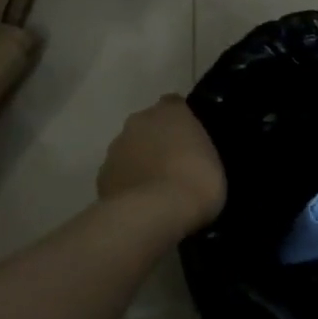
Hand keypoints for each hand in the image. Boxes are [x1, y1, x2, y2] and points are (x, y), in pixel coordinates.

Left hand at [98, 95, 226, 236]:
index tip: (190, 141)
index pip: (174, 105)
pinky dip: (127, 185)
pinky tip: (139, 205)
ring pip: (129, 150)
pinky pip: (118, 176)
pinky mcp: (102, 176)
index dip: (181, 123)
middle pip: (147, 127)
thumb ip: (200, 149)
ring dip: (139, 162)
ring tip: (156, 191)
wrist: (155, 212)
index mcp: (169, 111)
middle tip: (174, 166)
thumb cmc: (196, 181)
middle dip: (156, 141)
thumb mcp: (215, 161)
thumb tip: (192, 153)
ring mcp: (116, 149)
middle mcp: (138, 121)